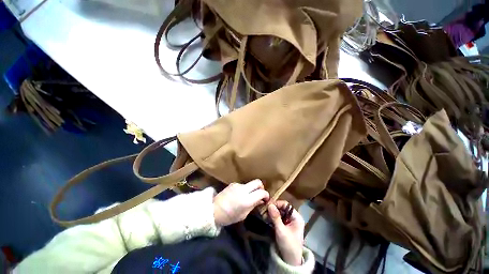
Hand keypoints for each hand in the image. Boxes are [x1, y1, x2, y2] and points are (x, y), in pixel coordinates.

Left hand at [213, 179, 269, 226]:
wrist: (213, 210)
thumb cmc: (229, 217)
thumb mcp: (243, 215)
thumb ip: (253, 205)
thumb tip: (261, 200)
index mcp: (247, 200)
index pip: (261, 192)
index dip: (266, 195)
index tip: (266, 199)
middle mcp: (243, 189)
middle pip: (257, 182)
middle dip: (261, 187)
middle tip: (260, 194)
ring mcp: (238, 185)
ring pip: (250, 183)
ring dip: (252, 188)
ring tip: (248, 196)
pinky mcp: (233, 183)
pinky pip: (243, 185)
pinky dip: (245, 189)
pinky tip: (240, 195)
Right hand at [268, 201, 304, 265]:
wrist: (290, 261)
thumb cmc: (288, 245)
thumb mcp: (281, 231)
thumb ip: (276, 217)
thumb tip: (270, 205)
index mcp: (296, 217)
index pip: (286, 205)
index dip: (277, 204)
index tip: (268, 205)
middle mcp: (293, 217)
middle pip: (282, 208)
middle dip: (273, 209)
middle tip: (264, 210)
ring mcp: (289, 222)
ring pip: (279, 213)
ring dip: (271, 213)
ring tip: (264, 215)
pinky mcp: (284, 226)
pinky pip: (278, 218)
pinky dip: (272, 218)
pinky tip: (266, 218)